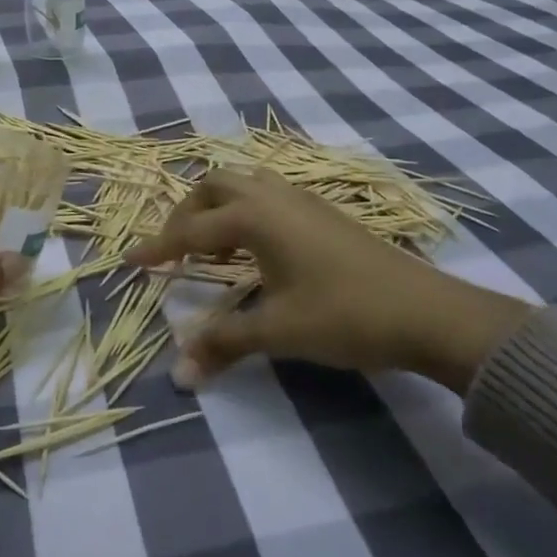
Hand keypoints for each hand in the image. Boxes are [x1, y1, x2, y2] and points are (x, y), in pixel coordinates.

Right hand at [128, 168, 531, 395]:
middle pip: (214, 185)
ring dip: (218, 208)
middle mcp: (273, 195)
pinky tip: (256, 251)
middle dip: (187, 214)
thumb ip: (224, 343)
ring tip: (214, 251)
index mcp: (256, 217)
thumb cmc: (345, 315)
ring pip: (244, 183)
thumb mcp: (279, 331)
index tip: (131, 261)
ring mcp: (302, 197)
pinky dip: (246, 212)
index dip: (159, 247)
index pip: (192, 230)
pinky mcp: (322, 210)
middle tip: (176, 252)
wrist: (425, 311)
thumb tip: (178, 373)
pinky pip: (267, 194)